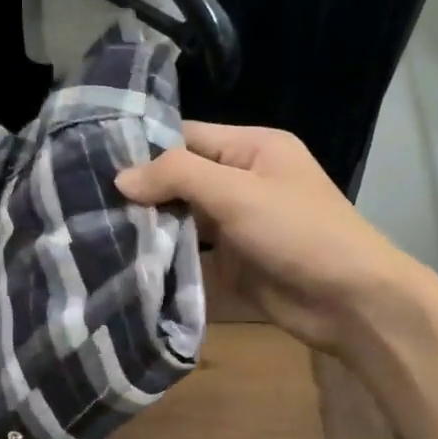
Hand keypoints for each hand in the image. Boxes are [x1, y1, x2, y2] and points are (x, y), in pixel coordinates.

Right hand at [117, 122, 414, 355]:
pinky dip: (166, 257)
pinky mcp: (233, 262)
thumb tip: (121, 177)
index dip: (145, 149)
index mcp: (252, 148)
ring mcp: (237, 224)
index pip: (187, 137)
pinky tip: (127, 261)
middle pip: (181, 179)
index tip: (95, 164)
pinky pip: (192, 253)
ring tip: (97, 230)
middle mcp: (242, 180)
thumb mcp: (238, 193)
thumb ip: (178, 176)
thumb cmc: (299, 233)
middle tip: (87, 202)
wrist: (350, 301)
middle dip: (143, 192)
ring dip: (150, 227)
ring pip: (183, 218)